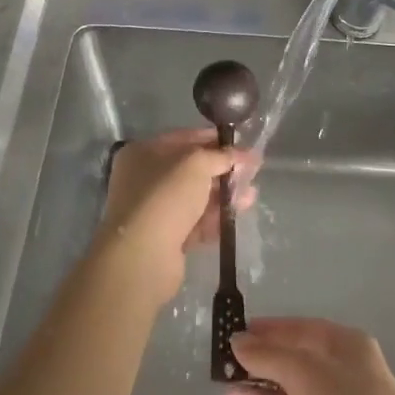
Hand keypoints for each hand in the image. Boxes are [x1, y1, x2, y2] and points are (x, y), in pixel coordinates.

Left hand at [98, 129, 255, 302]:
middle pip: (191, 170)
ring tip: (251, 195)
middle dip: (222, 170)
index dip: (214, 140)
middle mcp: (144, 179)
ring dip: (223, 195)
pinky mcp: (164, 239)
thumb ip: (221, 155)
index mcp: (143, 153)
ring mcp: (153, 211)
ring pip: (195, 198)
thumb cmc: (166, 196)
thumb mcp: (197, 164)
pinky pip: (195, 223)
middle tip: (251, 171)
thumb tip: (240, 154)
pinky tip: (237, 215)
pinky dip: (215, 218)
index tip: (241, 144)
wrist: (143, 255)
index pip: (184, 139)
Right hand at [226, 318, 394, 394]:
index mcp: (344, 345)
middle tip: (222, 372)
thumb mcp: (304, 371)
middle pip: (293, 364)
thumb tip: (238, 341)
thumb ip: (268, 355)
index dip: (267, 331)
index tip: (234, 334)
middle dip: (259, 367)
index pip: (299, 330)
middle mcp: (341, 374)